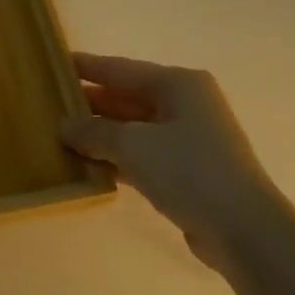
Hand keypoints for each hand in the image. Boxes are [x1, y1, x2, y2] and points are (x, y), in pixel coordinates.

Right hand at [60, 52, 264, 271]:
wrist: (244, 229)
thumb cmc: (189, 170)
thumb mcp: (133, 145)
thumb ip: (94, 131)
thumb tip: (64, 125)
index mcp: (178, 84)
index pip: (121, 69)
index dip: (87, 67)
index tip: (54, 64)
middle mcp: (186, 104)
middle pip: (127, 97)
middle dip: (91, 104)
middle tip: (50, 105)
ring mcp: (189, 138)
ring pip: (134, 128)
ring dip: (101, 134)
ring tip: (61, 136)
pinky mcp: (188, 170)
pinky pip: (143, 154)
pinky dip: (118, 158)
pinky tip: (89, 166)